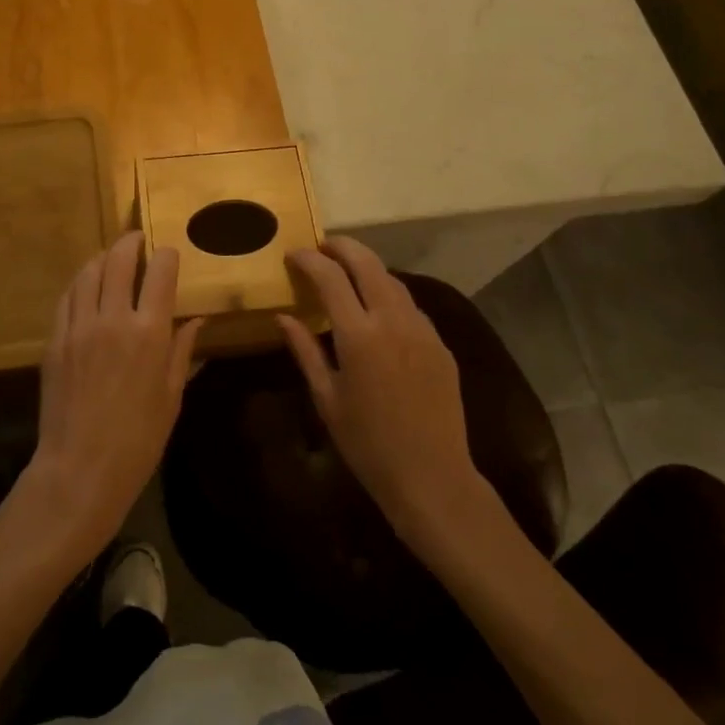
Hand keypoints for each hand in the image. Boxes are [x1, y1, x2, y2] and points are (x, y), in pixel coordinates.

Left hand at [21, 232, 205, 561]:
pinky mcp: (55, 339)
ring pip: (89, 272)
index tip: (170, 254)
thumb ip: (183, 352)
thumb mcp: (171, 397)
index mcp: (149, 332)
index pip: (160, 272)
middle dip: (132, 243)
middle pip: (119, 260)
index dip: (167, 255)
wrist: (80, 470)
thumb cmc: (138, 440)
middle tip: (138, 240)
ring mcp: (79, 326)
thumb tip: (197, 320)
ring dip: (104, 258)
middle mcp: (113, 318)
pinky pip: (67, 297)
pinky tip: (87, 286)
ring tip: (113, 259)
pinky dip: (80, 283)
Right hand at [277, 237, 494, 550]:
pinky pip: (411, 306)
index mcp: (359, 335)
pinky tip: (378, 310)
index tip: (293, 255)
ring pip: (393, 280)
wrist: (432, 478)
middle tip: (322, 246)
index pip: (330, 276)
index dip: (309, 259)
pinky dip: (389, 295)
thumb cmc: (368, 444)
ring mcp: (422, 330)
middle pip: (367, 263)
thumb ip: (305, 350)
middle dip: (342, 247)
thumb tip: (282, 317)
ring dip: (368, 268)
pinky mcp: (441, 345)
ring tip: (347, 272)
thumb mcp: (326, 398)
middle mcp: (393, 321)